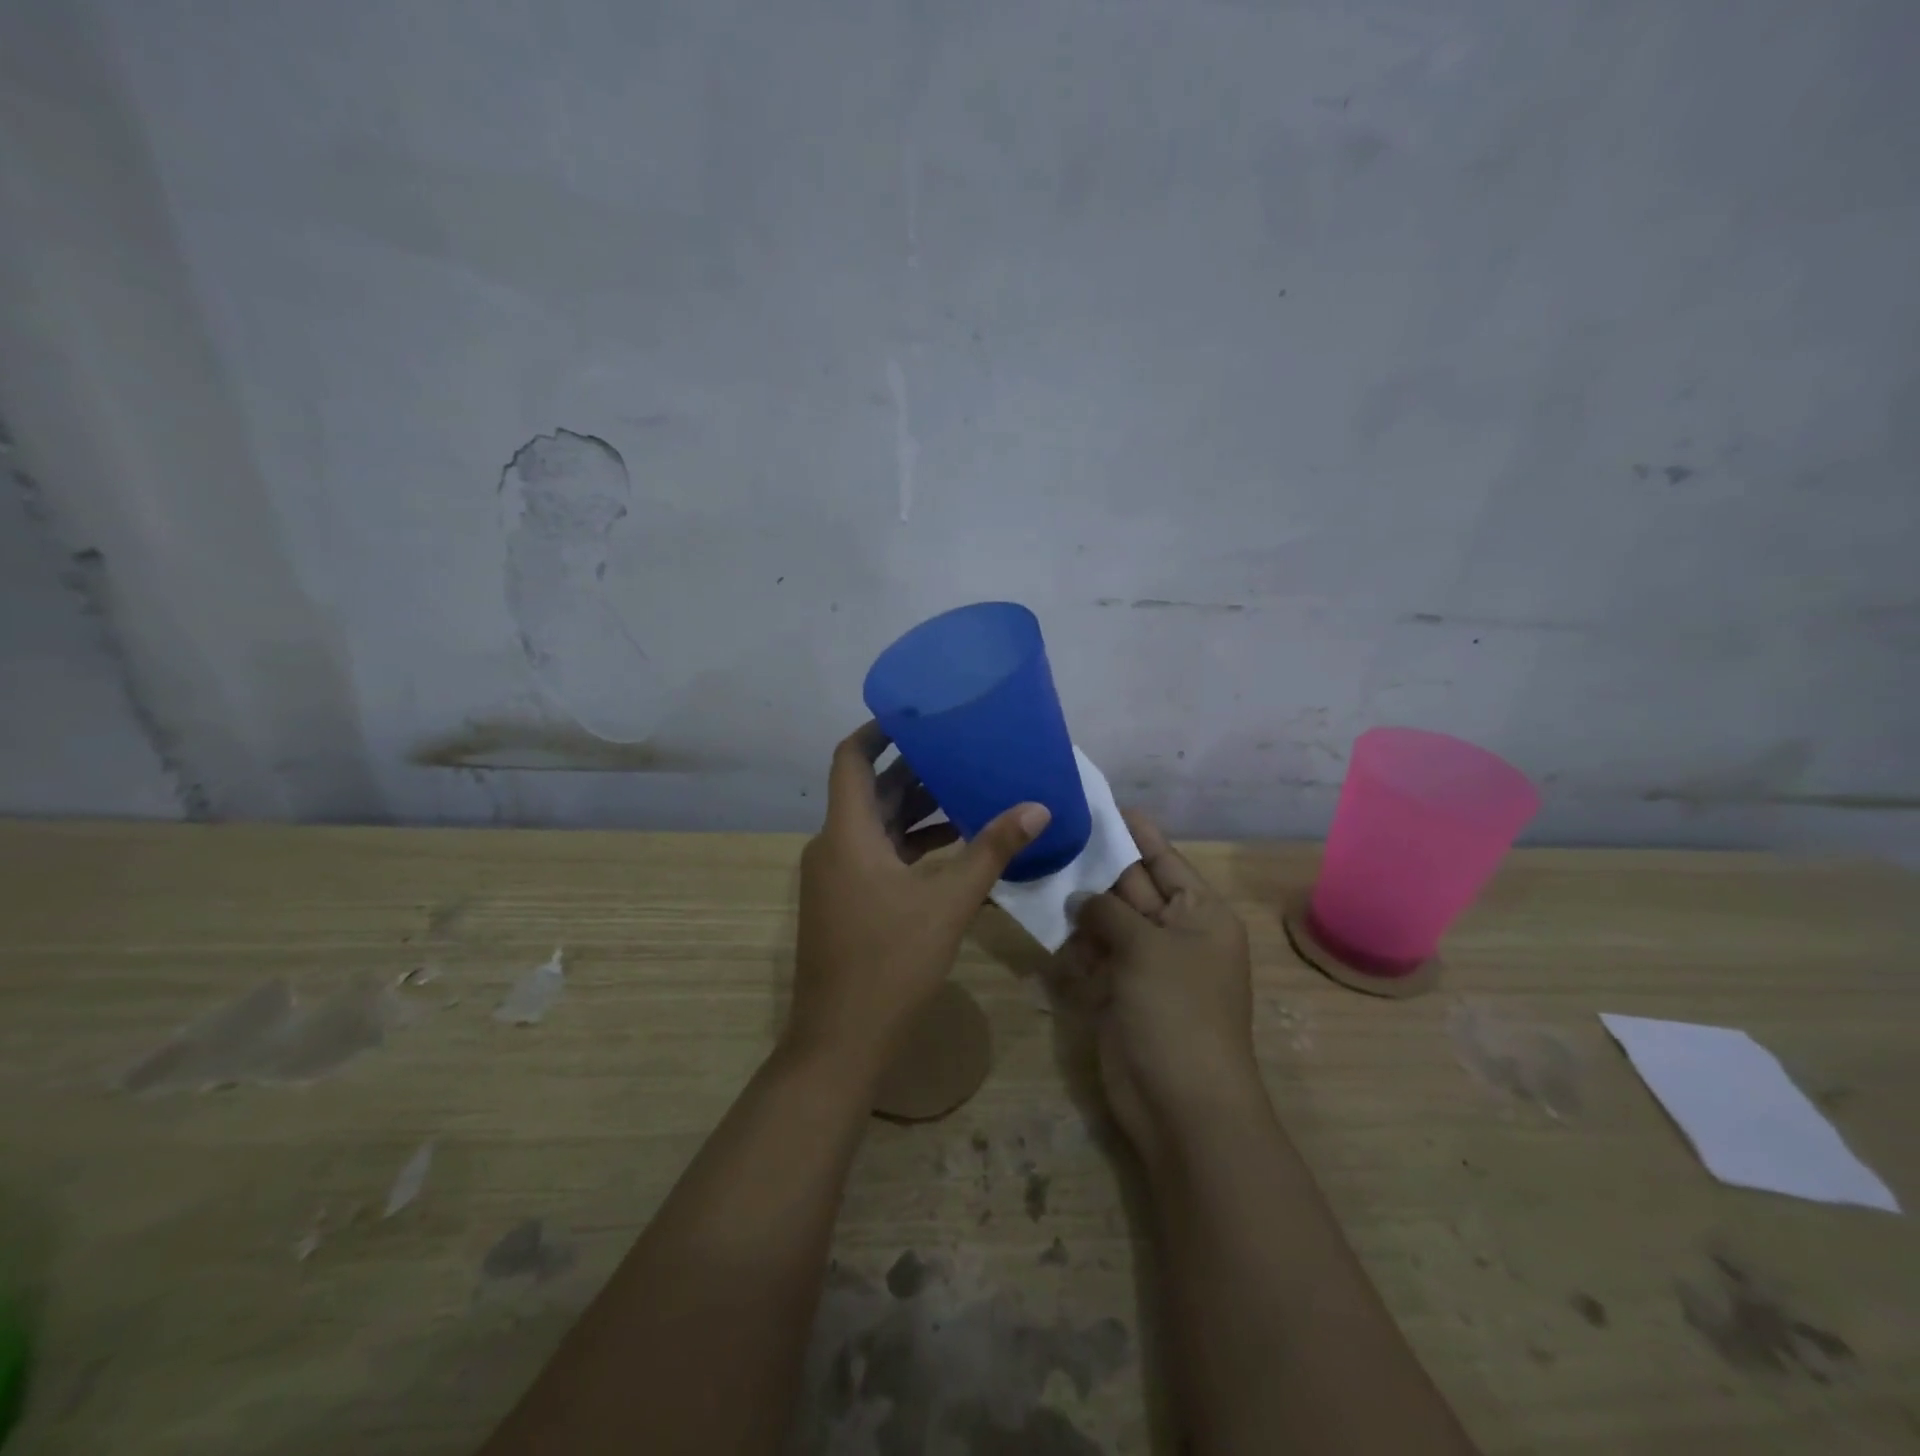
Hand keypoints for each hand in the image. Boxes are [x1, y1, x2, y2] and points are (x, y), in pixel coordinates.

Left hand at [785, 722, 1050, 1084]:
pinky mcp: (846, 901)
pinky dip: (910, 844)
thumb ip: (993, 851)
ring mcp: (836, 876)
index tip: (917, 714)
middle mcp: (833, 845)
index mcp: (847, 833)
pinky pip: (877, 855)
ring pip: (876, 825)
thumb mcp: (949, 902)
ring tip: (966, 790)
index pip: (851, 759)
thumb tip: (1038, 808)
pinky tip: (953, 845)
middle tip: (960, 749)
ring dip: (915, 809)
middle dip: (912, 769)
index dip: (879, 731)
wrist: (841, 1040)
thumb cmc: (890, 962)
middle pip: (870, 791)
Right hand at [1057, 811, 1262, 1172]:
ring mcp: (1146, 965)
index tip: (1102, 803)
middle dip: (1097, 865)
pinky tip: (1047, 926)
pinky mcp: (1120, 993)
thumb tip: (1080, 897)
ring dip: (1079, 905)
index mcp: (1199, 914)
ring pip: (1107, 921)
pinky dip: (1075, 944)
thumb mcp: (1147, 947)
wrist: (1181, 1104)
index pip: (1164, 859)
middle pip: (1132, 887)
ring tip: (1040, 869)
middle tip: (1056, 830)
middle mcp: (1174, 934)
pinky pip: (1095, 955)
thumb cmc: (1177, 1011)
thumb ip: (1110, 911)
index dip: (1135, 832)